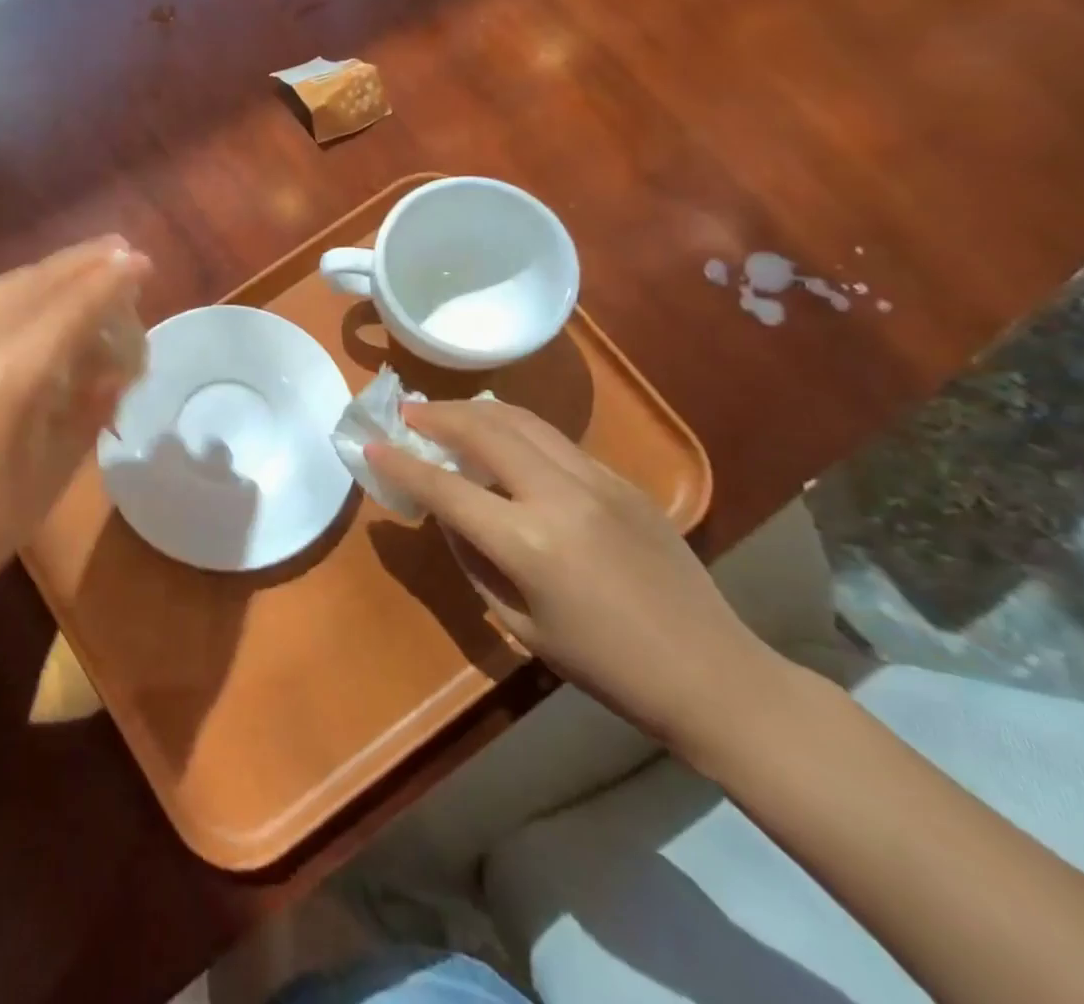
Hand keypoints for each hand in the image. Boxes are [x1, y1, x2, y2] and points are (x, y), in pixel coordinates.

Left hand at [0, 236, 150, 621]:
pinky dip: (21, 287)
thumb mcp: (55, 469)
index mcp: (8, 378)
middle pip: (34, 285)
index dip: (108, 283)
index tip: (142, 262)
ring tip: (89, 261)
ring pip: (5, 288)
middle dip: (81, 262)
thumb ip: (90, 407)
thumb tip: (120, 364)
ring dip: (50, 269)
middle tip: (123, 248)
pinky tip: (42, 294)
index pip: (67, 311)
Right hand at [366, 402, 782, 752]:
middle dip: (438, 416)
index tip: (372, 445)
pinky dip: (516, 430)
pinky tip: (502, 441)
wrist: (711, 672)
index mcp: (528, 544)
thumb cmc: (604, 666)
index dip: (401, 464)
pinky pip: (555, 441)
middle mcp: (560, 497)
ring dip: (476, 411)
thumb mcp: (518, 623)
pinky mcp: (622, 480)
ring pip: (523, 421)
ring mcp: (597, 481)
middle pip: (484, 431)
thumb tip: (448, 511)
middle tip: (408, 414)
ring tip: (447, 413)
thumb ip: (473, 558)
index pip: (446, 488)